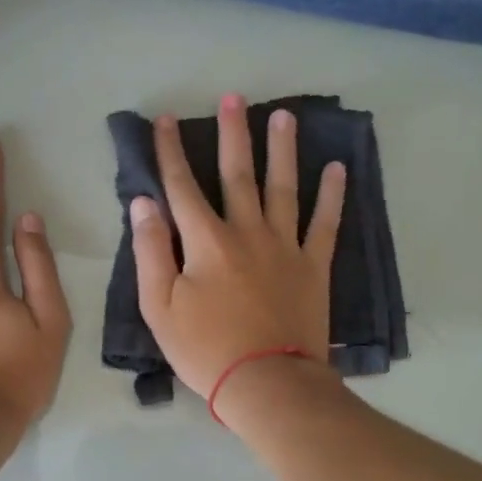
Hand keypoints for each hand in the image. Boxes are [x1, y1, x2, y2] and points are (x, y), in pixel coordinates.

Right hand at [131, 94, 345, 401]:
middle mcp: (247, 232)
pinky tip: (337, 169)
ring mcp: (285, 247)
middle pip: (237, 174)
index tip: (165, 120)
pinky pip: (325, 224)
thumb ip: (151, 251)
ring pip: (283, 187)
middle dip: (232, 134)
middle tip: (235, 97)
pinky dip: (332, 196)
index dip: (170, 151)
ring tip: (285, 116)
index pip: (181, 186)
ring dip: (283, 150)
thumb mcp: (160, 307)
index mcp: (205, 242)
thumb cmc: (205, 350)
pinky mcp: (314, 267)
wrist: (267, 383)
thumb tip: (144, 203)